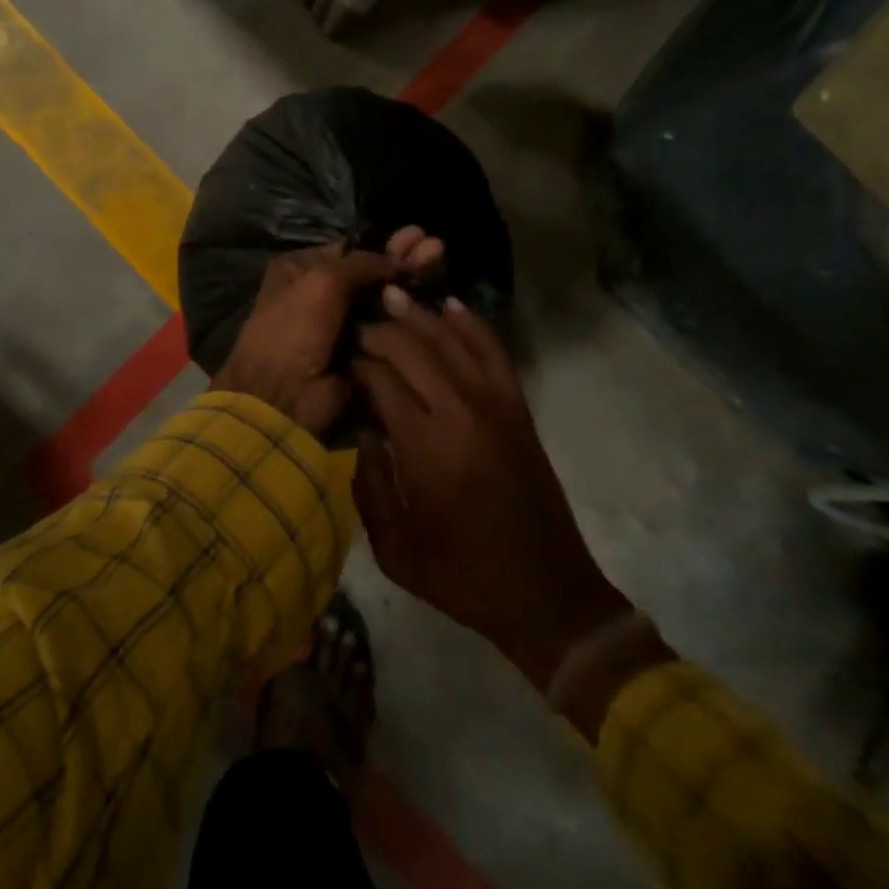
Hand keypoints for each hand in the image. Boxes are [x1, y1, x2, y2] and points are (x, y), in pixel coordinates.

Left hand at [209, 229, 441, 435]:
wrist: (284, 395)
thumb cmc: (294, 327)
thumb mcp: (322, 280)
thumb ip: (362, 263)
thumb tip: (397, 259)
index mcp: (301, 269)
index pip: (349, 249)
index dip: (383, 243)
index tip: (417, 236)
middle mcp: (319, 292)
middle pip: (370, 271)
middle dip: (403, 258)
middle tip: (437, 247)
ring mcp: (340, 324)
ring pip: (382, 299)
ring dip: (410, 282)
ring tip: (441, 259)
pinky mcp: (359, 352)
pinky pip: (387, 329)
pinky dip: (408, 317)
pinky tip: (435, 300)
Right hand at [350, 293, 648, 697]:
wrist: (546, 592)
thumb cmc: (464, 577)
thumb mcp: (396, 550)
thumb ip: (370, 487)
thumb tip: (362, 432)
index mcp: (426, 448)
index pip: (382, 381)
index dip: (358, 362)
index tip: (341, 355)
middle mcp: (460, 413)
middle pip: (413, 350)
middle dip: (381, 330)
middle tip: (357, 322)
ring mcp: (495, 405)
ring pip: (451, 341)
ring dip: (420, 316)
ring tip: (392, 296)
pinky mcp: (518, 408)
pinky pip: (493, 351)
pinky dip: (471, 325)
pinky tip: (451, 306)